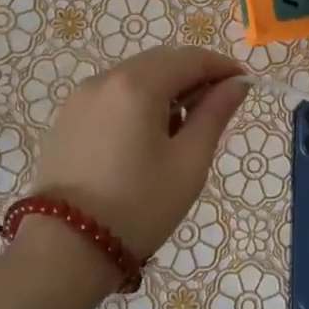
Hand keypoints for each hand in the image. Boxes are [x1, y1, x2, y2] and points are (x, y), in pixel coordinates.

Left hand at [32, 46, 249, 259]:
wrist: (65, 250)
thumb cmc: (139, 206)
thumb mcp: (189, 162)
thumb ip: (215, 114)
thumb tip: (237, 84)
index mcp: (138, 85)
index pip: (190, 58)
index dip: (221, 66)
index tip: (244, 84)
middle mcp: (106, 79)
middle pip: (160, 61)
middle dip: (193, 75)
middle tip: (216, 106)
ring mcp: (81, 97)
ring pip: (135, 75)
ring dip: (165, 87)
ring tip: (182, 126)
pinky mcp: (67, 118)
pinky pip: (112, 94)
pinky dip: (137, 100)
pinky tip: (146, 135)